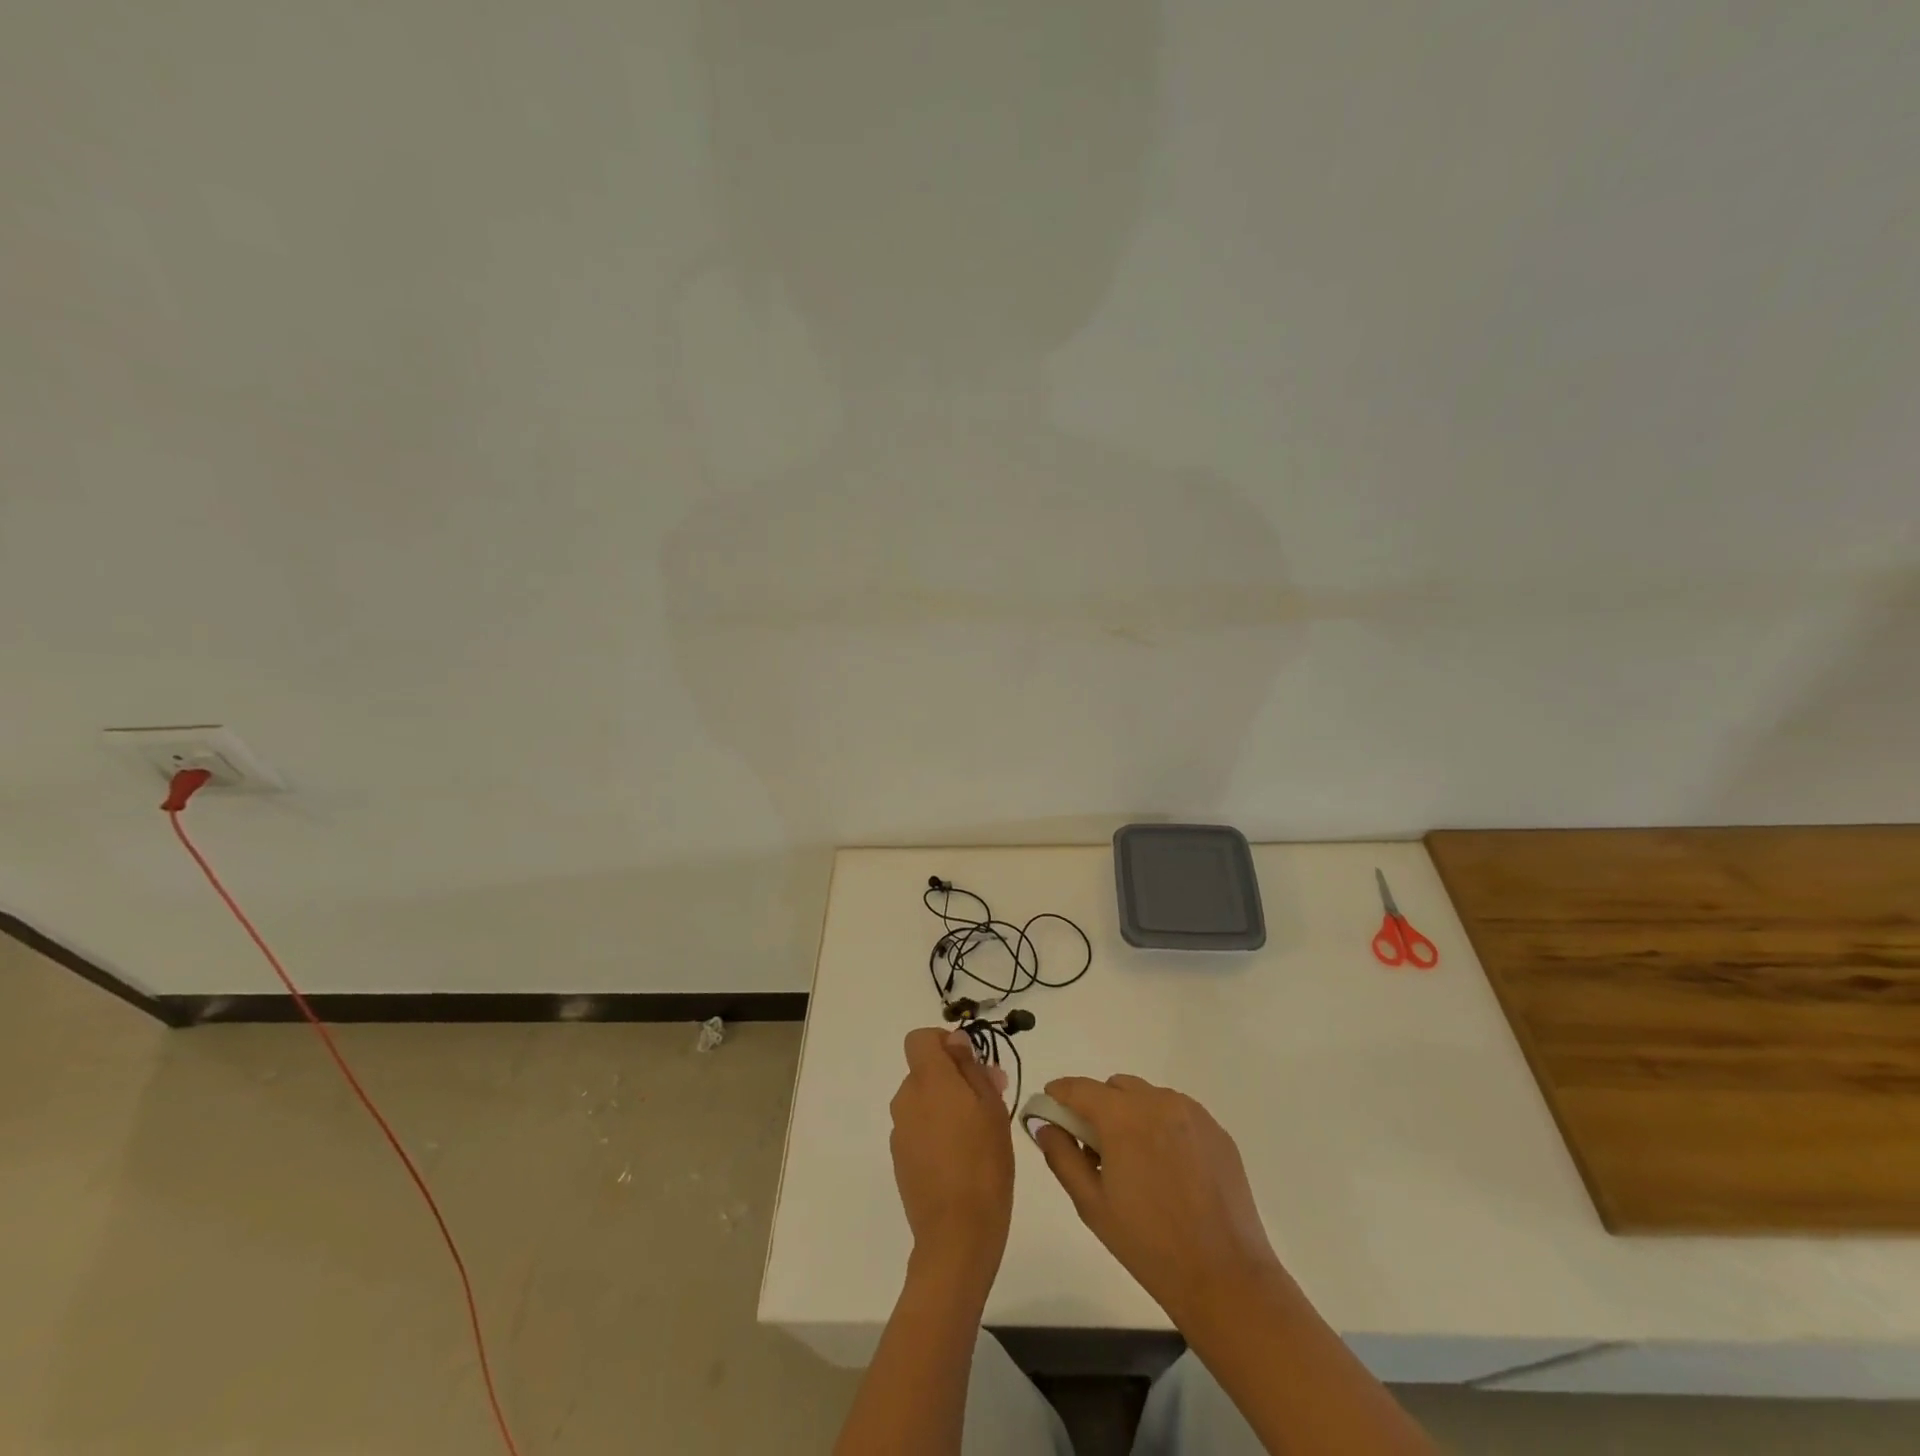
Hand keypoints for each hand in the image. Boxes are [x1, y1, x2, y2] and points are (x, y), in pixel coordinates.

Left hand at [888, 1028, 1014, 1287]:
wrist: (957, 1235)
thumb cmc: (984, 1164)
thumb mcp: (992, 1108)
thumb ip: (972, 1069)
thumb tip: (956, 1042)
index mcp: (928, 1080)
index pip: (919, 1039)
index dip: (943, 1042)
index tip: (970, 1062)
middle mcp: (906, 1099)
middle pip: (924, 1071)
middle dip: (954, 1077)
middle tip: (990, 1100)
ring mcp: (899, 1131)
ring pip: (923, 1100)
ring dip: (947, 1105)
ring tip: (980, 1134)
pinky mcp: (899, 1159)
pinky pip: (918, 1128)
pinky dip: (936, 1131)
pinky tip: (961, 1158)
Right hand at [1034, 1075, 1279, 1324]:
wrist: (1226, 1278)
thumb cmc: (1149, 1245)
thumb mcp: (1091, 1205)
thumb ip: (1062, 1156)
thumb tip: (1045, 1125)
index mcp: (1122, 1117)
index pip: (1079, 1088)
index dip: (1059, 1094)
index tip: (1049, 1109)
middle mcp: (1157, 1101)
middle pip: (1115, 1087)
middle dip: (1098, 1107)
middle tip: (1095, 1150)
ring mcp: (1192, 1113)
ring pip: (1147, 1097)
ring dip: (1131, 1115)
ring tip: (1136, 1163)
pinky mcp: (1216, 1130)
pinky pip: (1177, 1113)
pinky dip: (1162, 1127)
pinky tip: (1168, 1170)